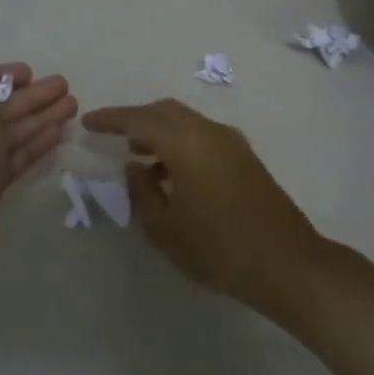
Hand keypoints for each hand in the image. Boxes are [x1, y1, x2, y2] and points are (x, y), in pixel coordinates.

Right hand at [80, 98, 320, 306]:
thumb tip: (135, 167)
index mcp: (186, 142)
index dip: (111, 119)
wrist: (285, 262)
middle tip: (111, 136)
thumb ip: (141, 191)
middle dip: (136, 120)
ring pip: (186, 123)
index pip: (139, 119)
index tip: (88, 122)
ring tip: (137, 158)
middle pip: (165, 112)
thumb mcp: (165, 227)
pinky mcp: (245, 158)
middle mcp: (209, 132)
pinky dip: (180, 144)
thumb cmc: (217, 247)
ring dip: (159, 132)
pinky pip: (202, 136)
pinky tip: (170, 173)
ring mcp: (232, 143)